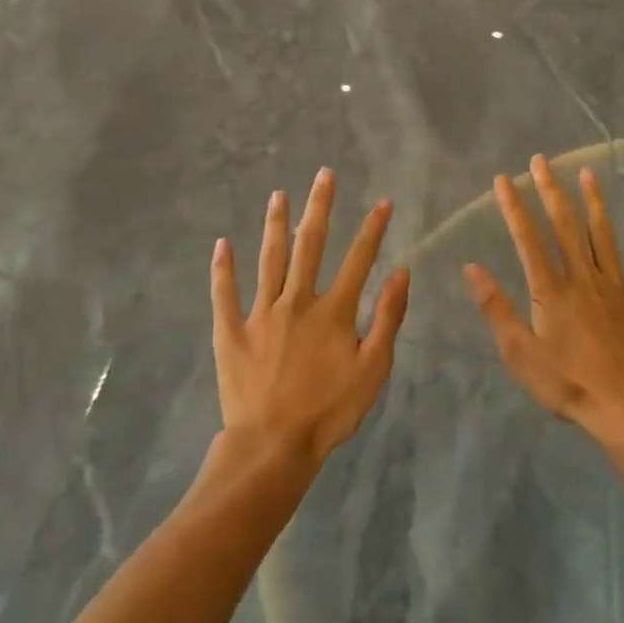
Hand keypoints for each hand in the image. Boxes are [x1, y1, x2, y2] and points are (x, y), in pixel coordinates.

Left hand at [211, 168, 410, 466]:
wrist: (273, 447)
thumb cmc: (329, 411)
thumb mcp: (373, 370)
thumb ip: (388, 318)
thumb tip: (401, 272)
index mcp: (333, 311)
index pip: (358, 259)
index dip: (373, 229)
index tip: (383, 202)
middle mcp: (297, 301)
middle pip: (310, 245)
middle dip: (319, 207)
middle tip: (323, 175)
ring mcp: (261, 314)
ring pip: (269, 259)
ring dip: (275, 224)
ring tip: (278, 194)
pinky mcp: (231, 332)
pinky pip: (225, 294)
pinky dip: (223, 268)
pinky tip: (222, 244)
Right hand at [465, 156, 623, 437]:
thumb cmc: (568, 384)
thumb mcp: (520, 353)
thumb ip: (496, 308)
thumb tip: (471, 267)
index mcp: (551, 289)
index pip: (527, 238)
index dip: (514, 207)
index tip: (504, 179)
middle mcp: (583, 277)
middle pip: (565, 226)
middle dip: (551, 190)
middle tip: (542, 160)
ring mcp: (617, 286)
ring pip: (603, 235)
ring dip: (594, 202)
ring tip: (587, 172)